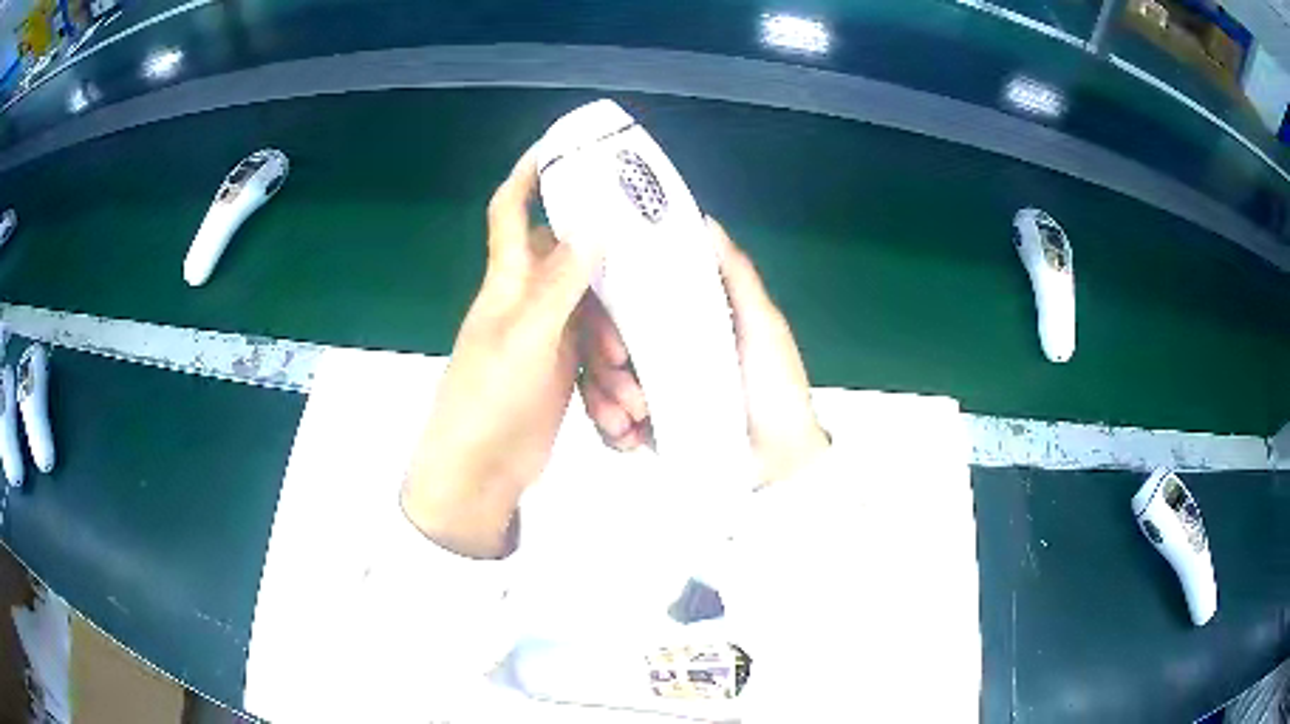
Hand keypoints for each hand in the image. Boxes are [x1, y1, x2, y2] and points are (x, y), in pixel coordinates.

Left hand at [401, 149, 597, 558]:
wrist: (478, 474)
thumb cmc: (490, 400)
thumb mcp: (527, 339)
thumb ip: (561, 283)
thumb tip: (595, 225)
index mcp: (509, 281)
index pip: (510, 211)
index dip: (527, 176)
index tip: (558, 149)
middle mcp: (527, 300)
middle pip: (575, 267)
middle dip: (610, 289)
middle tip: (641, 317)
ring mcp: (546, 337)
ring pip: (593, 320)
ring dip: (616, 352)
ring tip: (628, 392)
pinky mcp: (560, 370)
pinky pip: (594, 358)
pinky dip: (609, 382)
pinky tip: (619, 412)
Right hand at [578, 217, 828, 485]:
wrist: (777, 461)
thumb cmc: (775, 387)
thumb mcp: (762, 325)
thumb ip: (735, 274)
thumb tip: (704, 220)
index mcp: (677, 320)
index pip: (622, 302)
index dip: (606, 316)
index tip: (617, 341)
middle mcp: (653, 350)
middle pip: (598, 343)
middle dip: (603, 367)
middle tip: (631, 392)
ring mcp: (643, 391)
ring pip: (593, 381)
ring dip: (604, 400)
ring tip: (635, 419)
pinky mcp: (640, 429)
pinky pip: (603, 423)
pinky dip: (609, 430)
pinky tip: (630, 437)